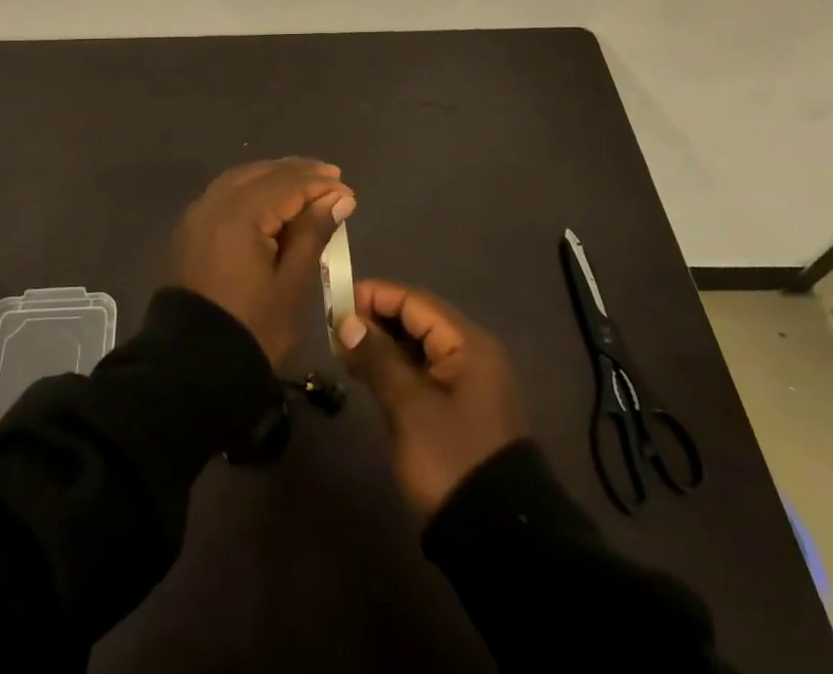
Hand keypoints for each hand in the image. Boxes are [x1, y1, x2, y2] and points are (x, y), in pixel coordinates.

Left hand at [172, 158, 355, 365]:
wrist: (192, 367)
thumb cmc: (252, 328)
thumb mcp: (292, 284)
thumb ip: (313, 233)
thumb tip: (338, 197)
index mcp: (240, 214)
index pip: (287, 185)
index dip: (320, 185)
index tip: (348, 192)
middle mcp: (214, 203)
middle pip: (262, 174)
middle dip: (298, 172)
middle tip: (331, 176)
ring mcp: (198, 214)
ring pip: (241, 179)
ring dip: (274, 176)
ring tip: (304, 182)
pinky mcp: (190, 229)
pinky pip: (225, 193)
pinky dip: (251, 188)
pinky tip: (269, 197)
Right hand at [336, 280, 526, 518]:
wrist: (497, 538)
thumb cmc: (451, 458)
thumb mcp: (409, 407)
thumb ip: (377, 358)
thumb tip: (347, 321)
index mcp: (467, 343)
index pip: (414, 301)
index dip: (374, 296)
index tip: (335, 302)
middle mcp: (470, 352)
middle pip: (416, 319)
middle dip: (375, 319)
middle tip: (334, 329)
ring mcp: (466, 382)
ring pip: (417, 346)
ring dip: (382, 344)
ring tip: (344, 350)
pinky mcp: (458, 408)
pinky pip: (421, 371)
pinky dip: (394, 367)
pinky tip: (367, 374)